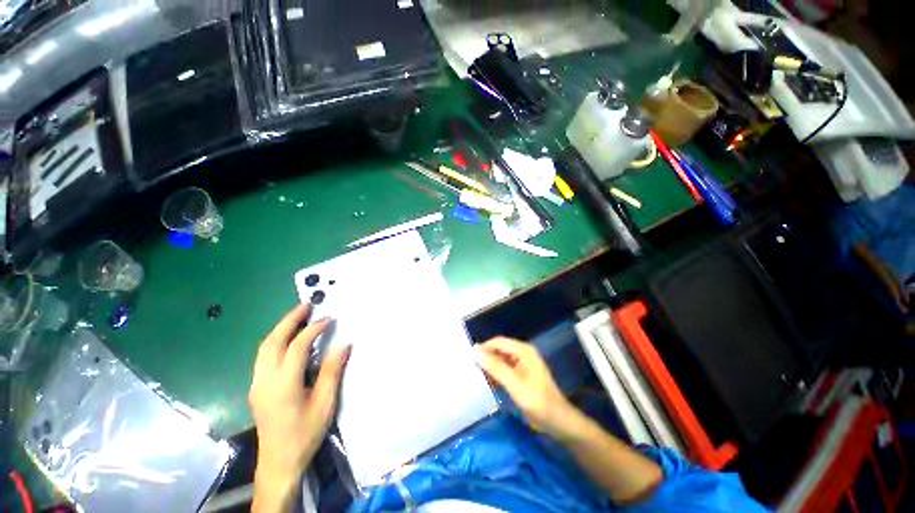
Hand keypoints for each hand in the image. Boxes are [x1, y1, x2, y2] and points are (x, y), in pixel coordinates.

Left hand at [249, 305, 350, 511]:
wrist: (278, 461)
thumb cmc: (305, 433)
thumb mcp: (325, 403)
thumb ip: (332, 370)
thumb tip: (344, 343)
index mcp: (283, 384)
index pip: (297, 346)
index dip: (313, 329)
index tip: (329, 318)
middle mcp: (264, 380)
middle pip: (272, 342)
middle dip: (289, 320)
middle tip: (306, 306)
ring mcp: (256, 384)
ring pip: (264, 348)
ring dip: (280, 329)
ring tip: (297, 317)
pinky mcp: (256, 388)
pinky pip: (263, 356)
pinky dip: (276, 341)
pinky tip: (288, 339)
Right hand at [475, 337, 584, 439]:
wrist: (558, 422)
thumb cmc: (538, 401)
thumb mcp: (514, 383)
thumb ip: (495, 366)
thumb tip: (475, 350)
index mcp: (523, 350)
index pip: (498, 342)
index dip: (484, 348)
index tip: (470, 359)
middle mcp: (522, 353)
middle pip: (499, 350)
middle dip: (487, 358)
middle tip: (473, 370)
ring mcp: (522, 365)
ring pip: (501, 360)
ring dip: (491, 367)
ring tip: (479, 377)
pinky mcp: (521, 376)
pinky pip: (505, 369)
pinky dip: (497, 374)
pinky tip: (490, 383)